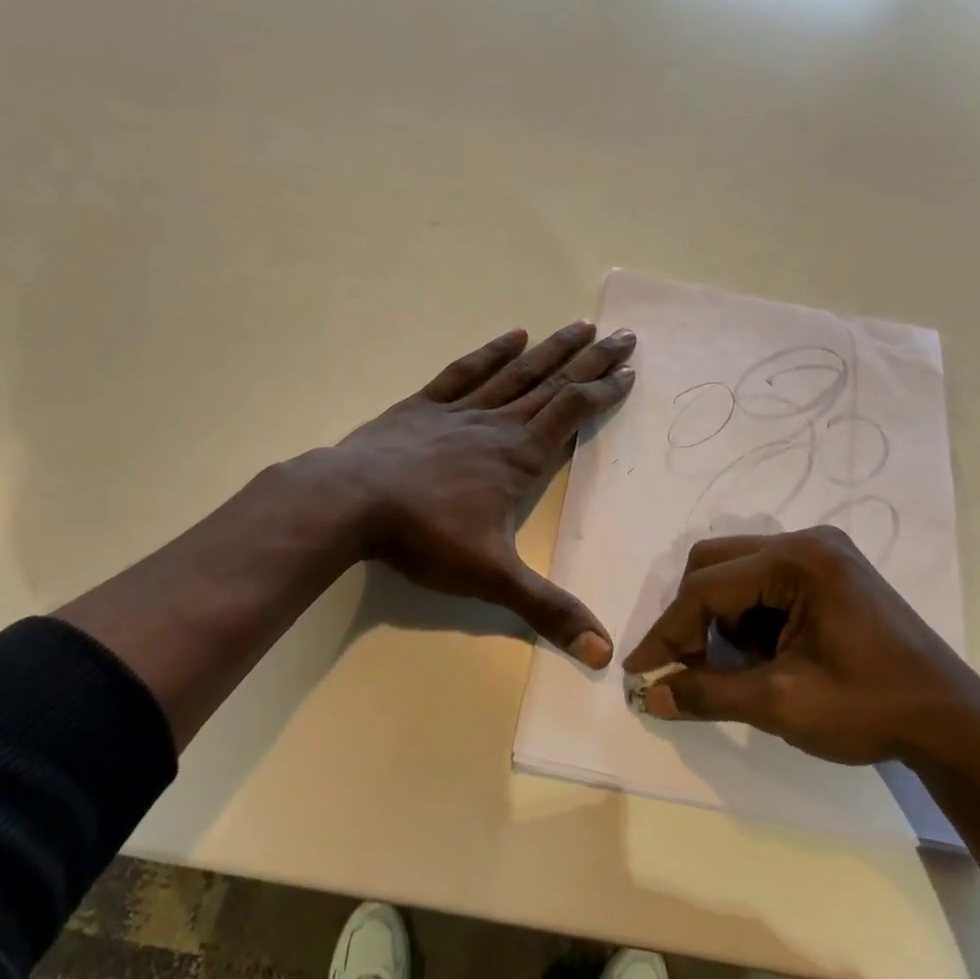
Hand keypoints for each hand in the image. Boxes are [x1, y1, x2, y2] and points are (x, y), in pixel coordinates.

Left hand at [326, 321, 636, 664]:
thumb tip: (604, 653)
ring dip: (550, 349)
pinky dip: (491, 353)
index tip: (629, 371)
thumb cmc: (425, 536)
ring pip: (515, 372)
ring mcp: (459, 411)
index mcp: (519, 457)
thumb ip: (548, 611)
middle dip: (590, 360)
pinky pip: (465, 372)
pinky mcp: (423, 406)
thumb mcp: (492, 578)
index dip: (603, 392)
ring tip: (579, 325)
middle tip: (623, 334)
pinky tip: (512, 335)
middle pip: (553, 384)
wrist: (350, 502)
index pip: (572, 414)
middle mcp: (497, 425)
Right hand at [622, 527, 979, 764]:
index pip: (707, 587)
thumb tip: (651, 695)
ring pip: (738, 572)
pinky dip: (751, 617)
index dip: (668, 631)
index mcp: (799, 561)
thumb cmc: (869, 709)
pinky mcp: (832, 571)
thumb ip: (708, 693)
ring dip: (723, 619)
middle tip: (691, 667)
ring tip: (740, 668)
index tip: (639, 670)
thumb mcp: (780, 703)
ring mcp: (824, 552)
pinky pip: (766, 582)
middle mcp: (808, 541)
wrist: (953, 723)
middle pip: (717, 564)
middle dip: (694, 618)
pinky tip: (768, 655)